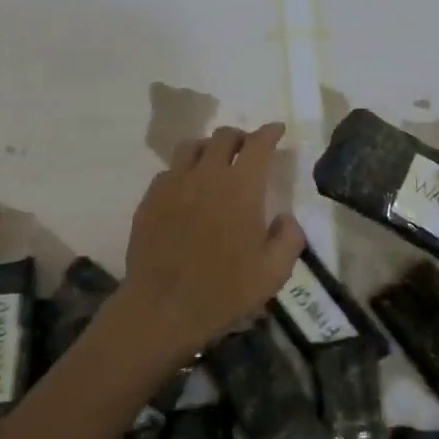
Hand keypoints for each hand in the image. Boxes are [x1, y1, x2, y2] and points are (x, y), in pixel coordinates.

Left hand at [107, 123, 304, 372]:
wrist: (162, 308)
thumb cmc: (223, 291)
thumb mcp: (273, 273)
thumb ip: (289, 239)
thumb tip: (286, 218)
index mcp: (241, 187)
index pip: (258, 144)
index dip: (270, 132)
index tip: (277, 130)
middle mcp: (207, 175)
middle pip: (223, 136)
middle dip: (240, 137)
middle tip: (247, 150)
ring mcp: (173, 184)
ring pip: (192, 147)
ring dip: (209, 148)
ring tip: (215, 163)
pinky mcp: (150, 199)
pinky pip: (169, 171)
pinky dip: (184, 171)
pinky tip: (187, 190)